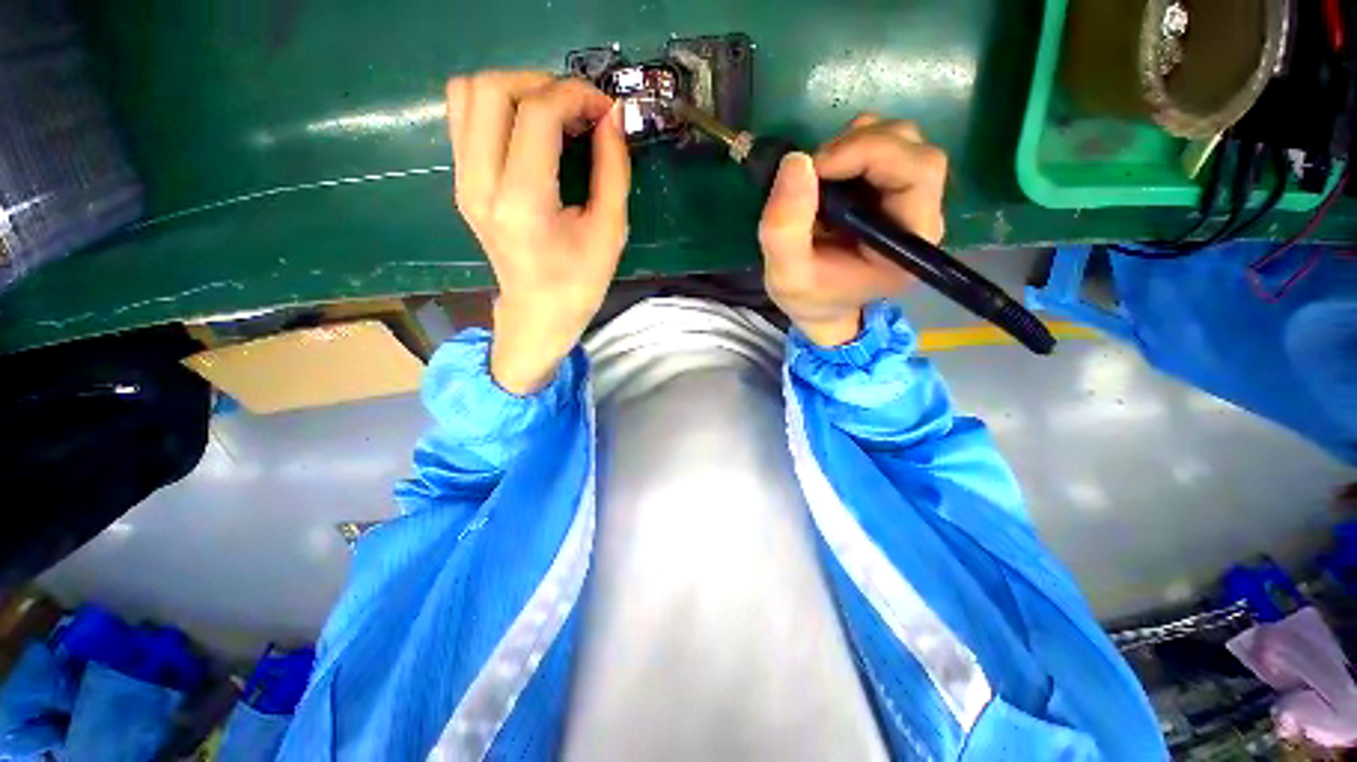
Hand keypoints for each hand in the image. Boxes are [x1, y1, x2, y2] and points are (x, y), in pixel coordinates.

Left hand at [447, 71, 630, 394]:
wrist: (538, 312)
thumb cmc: (579, 282)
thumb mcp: (610, 231)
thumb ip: (613, 169)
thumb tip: (612, 116)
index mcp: (523, 204)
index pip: (536, 115)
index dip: (575, 96)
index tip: (604, 110)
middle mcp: (480, 184)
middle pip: (490, 89)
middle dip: (542, 83)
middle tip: (577, 109)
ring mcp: (463, 181)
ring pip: (468, 93)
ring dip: (515, 88)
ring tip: (553, 114)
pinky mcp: (461, 181)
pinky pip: (464, 116)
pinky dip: (498, 106)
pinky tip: (530, 130)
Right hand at [757, 114, 947, 346]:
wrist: (820, 307)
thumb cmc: (810, 298)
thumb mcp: (786, 276)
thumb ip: (785, 229)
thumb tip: (797, 161)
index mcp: (909, 243)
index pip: (917, 172)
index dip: (869, 153)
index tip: (816, 169)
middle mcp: (921, 214)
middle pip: (911, 147)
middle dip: (856, 147)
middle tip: (811, 174)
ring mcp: (909, 198)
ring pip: (897, 138)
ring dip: (849, 146)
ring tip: (816, 182)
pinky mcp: (892, 189)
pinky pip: (879, 146)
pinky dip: (846, 151)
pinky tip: (825, 181)